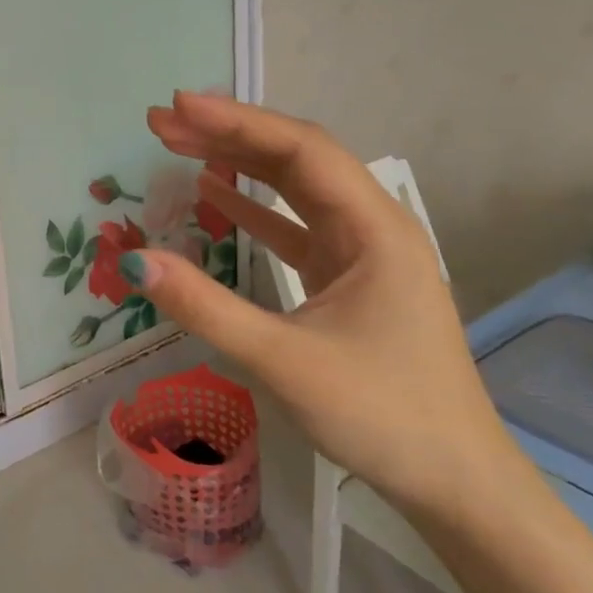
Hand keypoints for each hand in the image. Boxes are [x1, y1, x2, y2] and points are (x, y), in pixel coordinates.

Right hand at [125, 92, 527, 520]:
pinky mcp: (346, 280)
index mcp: (374, 230)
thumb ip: (207, 307)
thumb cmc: (383, 416)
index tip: (179, 108)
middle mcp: (371, 227)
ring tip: (178, 146)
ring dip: (237, 164)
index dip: (237, 122)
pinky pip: (294, 225)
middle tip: (162, 123)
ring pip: (294, 188)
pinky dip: (252, 207)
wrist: (456, 484)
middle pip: (296, 159)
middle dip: (228, 134)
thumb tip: (136, 260)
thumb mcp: (285, 361)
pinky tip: (213, 194)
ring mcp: (360, 253)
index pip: (301, 151)